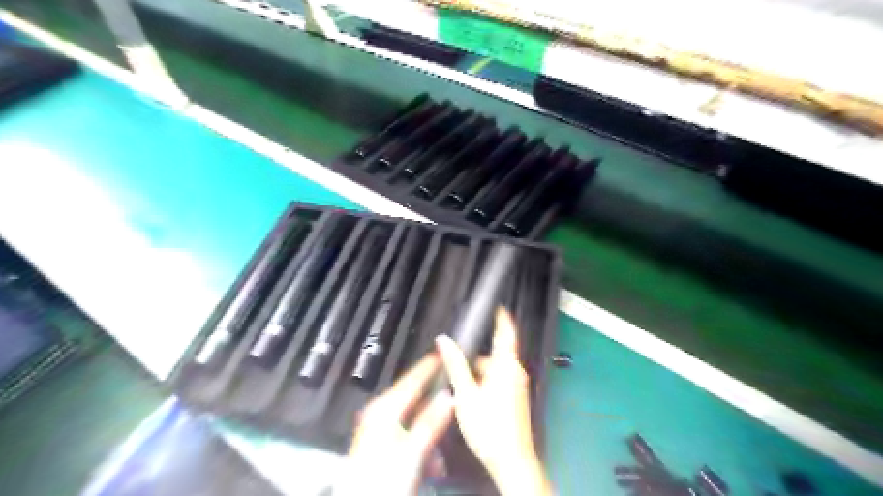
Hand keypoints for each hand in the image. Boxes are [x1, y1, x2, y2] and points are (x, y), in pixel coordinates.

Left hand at [339, 354, 453, 494]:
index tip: (444, 353)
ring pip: (414, 420)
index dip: (429, 366)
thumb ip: (430, 421)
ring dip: (431, 432)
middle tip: (455, 400)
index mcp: (385, 408)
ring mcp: (380, 430)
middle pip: (415, 399)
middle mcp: (380, 414)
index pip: (412, 379)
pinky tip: (432, 463)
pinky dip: (423, 445)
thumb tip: (448, 396)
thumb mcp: (411, 450)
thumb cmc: (383, 477)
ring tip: (443, 451)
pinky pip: (409, 436)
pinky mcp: (382, 446)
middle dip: (436, 404)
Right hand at [434, 308, 548, 494]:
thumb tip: (443, 340)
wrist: (512, 460)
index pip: (507, 333)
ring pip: (496, 369)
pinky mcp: (517, 398)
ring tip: (460, 388)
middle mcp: (516, 371)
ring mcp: (518, 385)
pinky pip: (500, 380)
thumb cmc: (488, 425)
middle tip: (456, 363)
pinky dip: (486, 382)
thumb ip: (455, 364)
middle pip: (496, 354)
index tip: (496, 306)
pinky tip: (472, 399)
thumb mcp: (465, 393)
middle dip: (477, 357)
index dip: (502, 317)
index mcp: (506, 365)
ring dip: (479, 373)